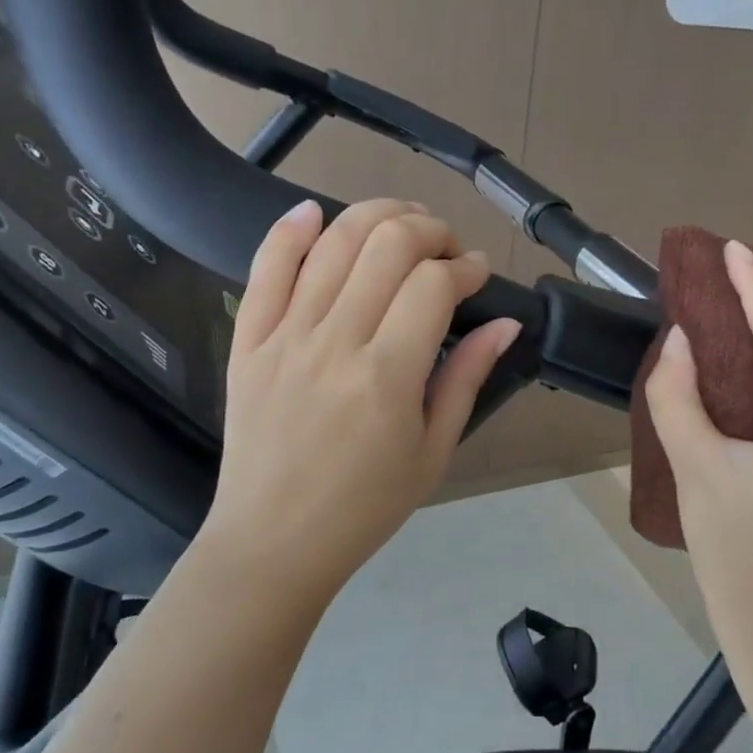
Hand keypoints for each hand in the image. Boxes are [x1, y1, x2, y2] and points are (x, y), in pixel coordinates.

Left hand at [199, 198, 522, 599]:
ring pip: (333, 242)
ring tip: (402, 222)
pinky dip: (290, 230)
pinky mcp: (248, 339)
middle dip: (429, 229)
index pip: (434, 285)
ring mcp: (285, 336)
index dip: (466, 267)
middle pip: (387, 245)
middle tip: (446, 248)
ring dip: (376, 215)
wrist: (274, 541)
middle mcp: (335, 342)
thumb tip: (504, 324)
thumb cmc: (364, 506)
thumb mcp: (433, 453)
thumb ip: (466, 379)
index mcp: (387, 376)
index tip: (478, 274)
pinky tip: (315, 212)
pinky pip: (265, 267)